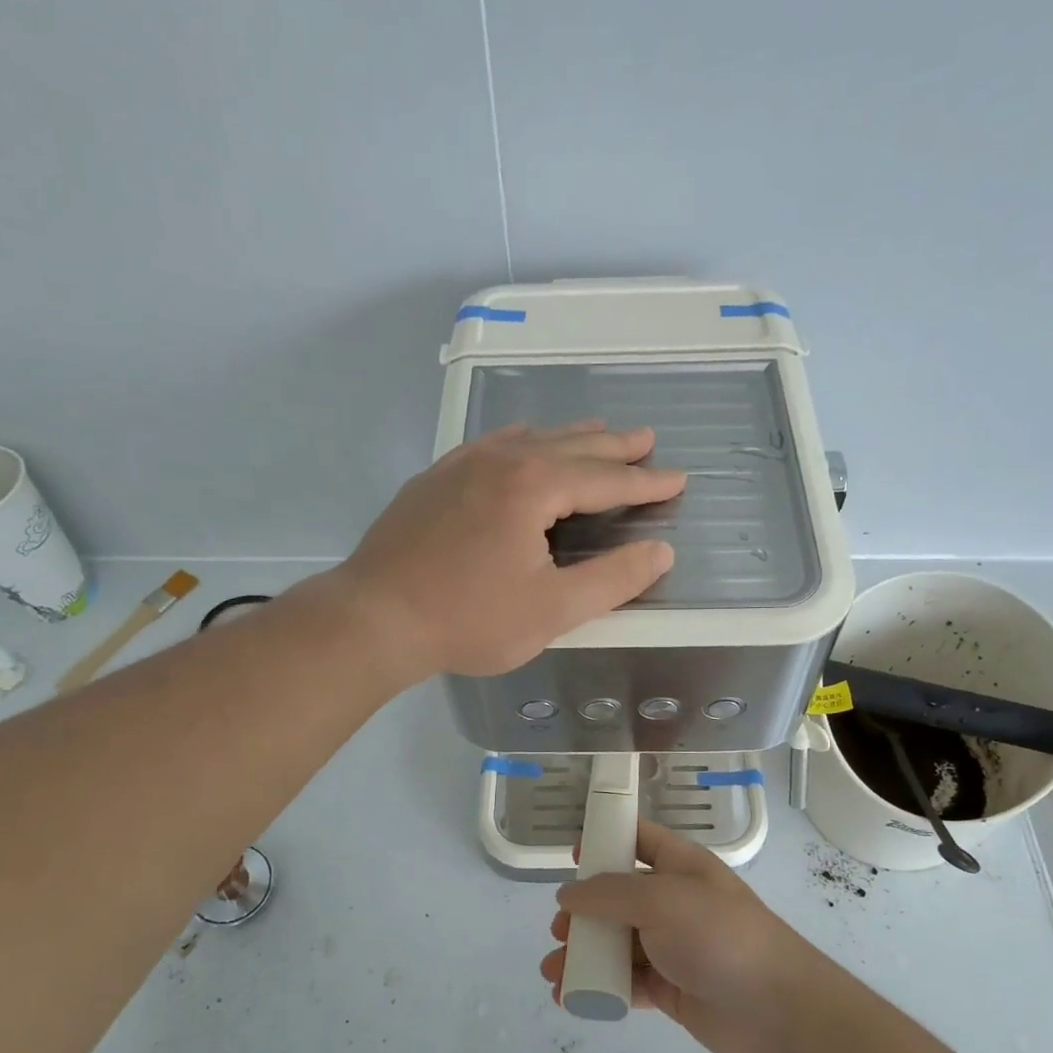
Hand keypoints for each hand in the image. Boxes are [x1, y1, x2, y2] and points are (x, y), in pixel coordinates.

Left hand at [332, 423, 685, 681]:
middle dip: (613, 446)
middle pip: (570, 446)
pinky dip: (521, 440)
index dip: (645, 483)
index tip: (678, 479)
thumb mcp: (553, 609)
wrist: (374, 618)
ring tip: (598, 433)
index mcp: (533, 485)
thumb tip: (660, 552)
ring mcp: (461, 465)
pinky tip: (522, 441)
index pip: (605, 479)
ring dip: (570, 437)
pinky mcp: (434, 480)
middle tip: (647, 438)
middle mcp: (500, 460)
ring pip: (529, 439)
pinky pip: (491, 445)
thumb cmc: (469, 619)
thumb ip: (612, 579)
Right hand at [540, 822, 824, 1052]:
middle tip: (559, 930)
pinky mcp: (671, 987)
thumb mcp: (660, 900)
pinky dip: (599, 987)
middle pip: (618, 897)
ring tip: (553, 971)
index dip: (605, 842)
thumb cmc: (718, 934)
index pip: (638, 839)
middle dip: (583, 912)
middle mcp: (674, 901)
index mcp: (679, 865)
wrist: (776, 1007)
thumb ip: (609, 894)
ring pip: (617, 943)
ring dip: (584, 954)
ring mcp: (672, 946)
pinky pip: (626, 981)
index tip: (572, 858)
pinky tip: (571, 997)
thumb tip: (567, 895)